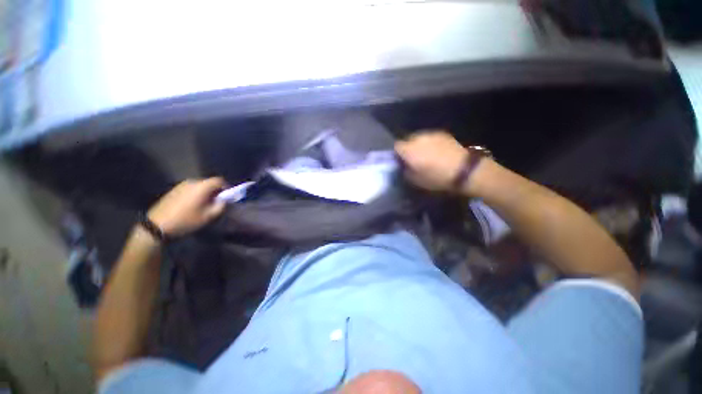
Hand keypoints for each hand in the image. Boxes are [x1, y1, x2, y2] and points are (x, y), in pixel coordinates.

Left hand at [147, 177, 226, 236]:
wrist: (157, 225)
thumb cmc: (186, 220)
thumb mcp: (209, 216)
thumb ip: (221, 206)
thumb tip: (225, 200)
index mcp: (202, 186)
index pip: (219, 181)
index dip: (227, 187)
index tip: (228, 197)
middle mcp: (192, 182)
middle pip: (209, 183)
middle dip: (216, 191)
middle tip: (217, 202)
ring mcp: (181, 185)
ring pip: (200, 186)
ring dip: (206, 193)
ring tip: (205, 205)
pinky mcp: (174, 190)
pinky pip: (191, 189)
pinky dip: (196, 194)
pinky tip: (193, 205)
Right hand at [395, 131, 467, 191]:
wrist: (463, 169)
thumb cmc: (436, 177)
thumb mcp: (415, 180)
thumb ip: (405, 171)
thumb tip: (404, 165)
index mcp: (409, 150)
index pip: (396, 146)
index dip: (397, 153)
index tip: (401, 161)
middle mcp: (417, 139)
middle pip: (407, 140)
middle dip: (408, 148)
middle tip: (414, 159)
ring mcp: (430, 134)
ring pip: (419, 138)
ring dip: (419, 145)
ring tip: (426, 154)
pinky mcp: (442, 133)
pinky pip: (430, 137)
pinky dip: (430, 143)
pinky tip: (437, 151)